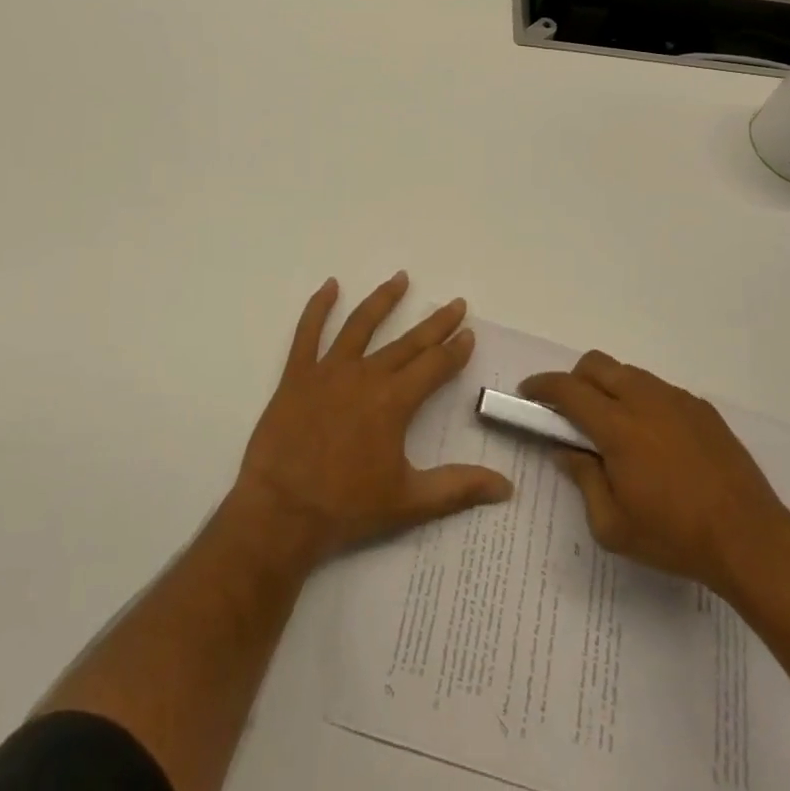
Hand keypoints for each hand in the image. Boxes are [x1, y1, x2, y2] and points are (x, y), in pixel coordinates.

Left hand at [229, 273, 512, 572]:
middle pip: (408, 342)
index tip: (468, 332)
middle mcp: (366, 375)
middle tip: (455, 303)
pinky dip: (318, 307)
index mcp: (394, 401)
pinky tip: (330, 286)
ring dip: (384, 299)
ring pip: (361, 324)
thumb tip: (507, 487)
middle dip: (435, 323)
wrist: (282, 511)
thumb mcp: (410, 502)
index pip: (434, 366)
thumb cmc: (347, 507)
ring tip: (401, 278)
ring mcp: (329, 370)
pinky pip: (308, 332)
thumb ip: (458, 487)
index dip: (455, 350)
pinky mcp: (298, 374)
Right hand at [519, 352, 789, 608]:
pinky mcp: (701, 408)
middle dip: (574, 379)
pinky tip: (653, 440)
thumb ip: (583, 481)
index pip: (567, 389)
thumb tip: (567, 451)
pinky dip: (642, 401)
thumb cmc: (674, 536)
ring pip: (628, 373)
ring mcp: (676, 399)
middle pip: (596, 364)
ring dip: (609, 388)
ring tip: (614, 428)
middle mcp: (644, 399)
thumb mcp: (613, 526)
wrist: (750, 539)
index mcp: (617, 426)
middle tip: (570, 412)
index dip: (542, 386)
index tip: (528, 393)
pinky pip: (659, 390)